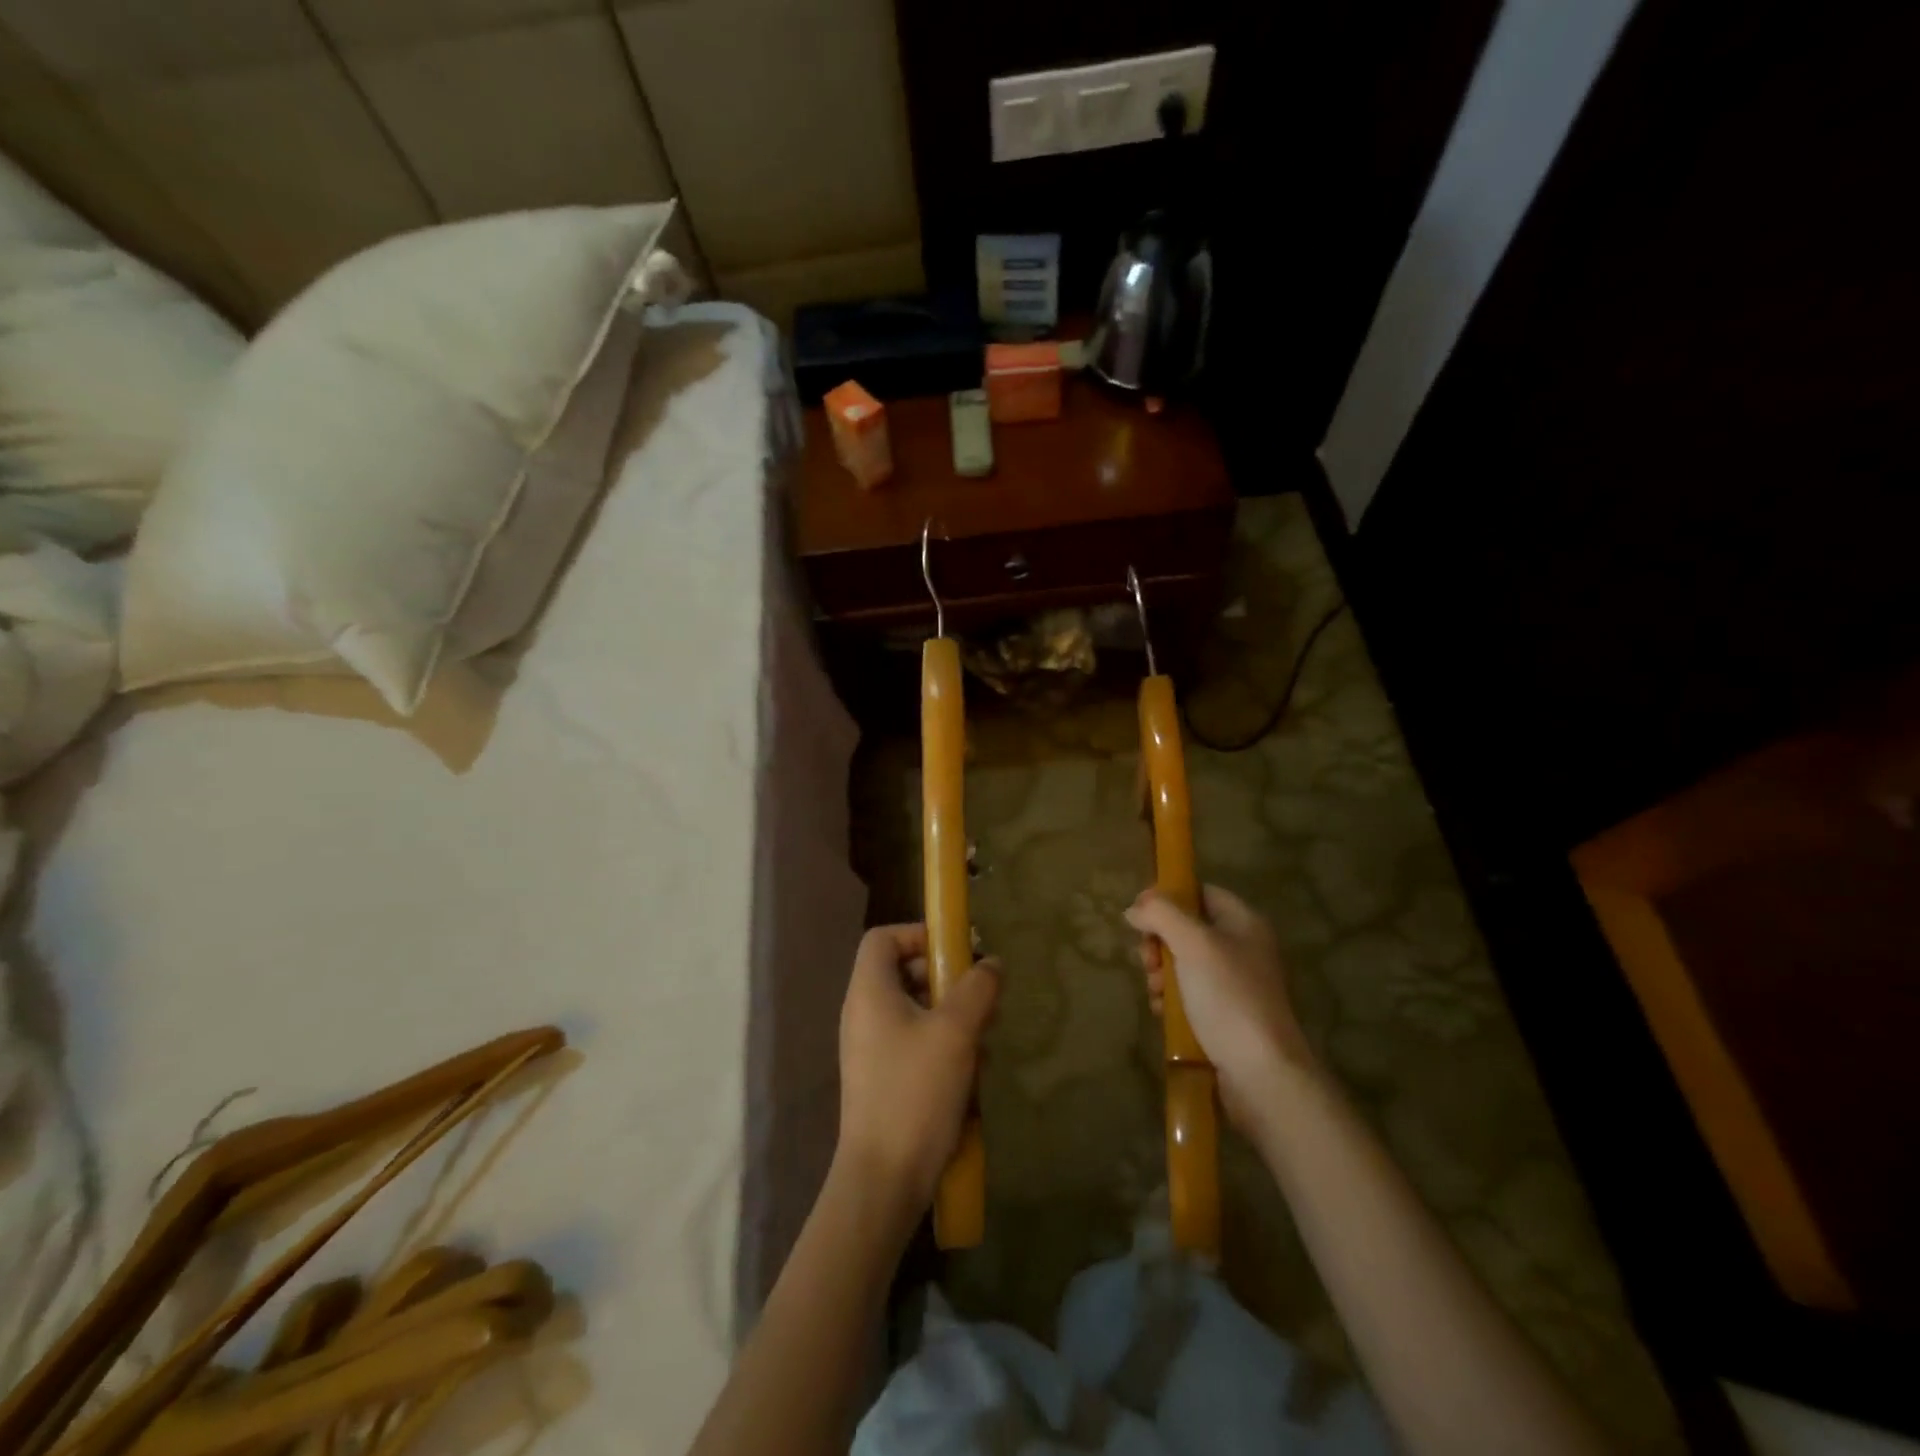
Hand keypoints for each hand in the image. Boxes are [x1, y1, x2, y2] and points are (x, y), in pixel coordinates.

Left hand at [836, 923, 1000, 1210]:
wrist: (883, 1180)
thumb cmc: (916, 1092)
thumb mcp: (956, 1032)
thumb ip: (977, 988)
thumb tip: (991, 962)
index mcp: (869, 992)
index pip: (884, 938)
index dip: (919, 934)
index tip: (957, 953)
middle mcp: (864, 1014)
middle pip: (904, 973)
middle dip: (948, 980)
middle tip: (983, 997)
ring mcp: (871, 1049)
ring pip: (916, 1011)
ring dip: (954, 1017)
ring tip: (986, 1039)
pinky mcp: (884, 1079)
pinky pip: (915, 1045)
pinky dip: (944, 1048)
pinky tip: (972, 1074)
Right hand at [1126, 885, 1318, 1132]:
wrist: (1261, 1074)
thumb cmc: (1228, 997)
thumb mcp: (1192, 944)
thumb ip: (1161, 915)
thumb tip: (1134, 908)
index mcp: (1244, 923)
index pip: (1201, 893)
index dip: (1168, 897)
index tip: (1138, 913)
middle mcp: (1242, 949)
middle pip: (1187, 929)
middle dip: (1159, 942)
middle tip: (1148, 960)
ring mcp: (1234, 985)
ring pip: (1183, 964)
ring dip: (1160, 974)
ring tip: (1156, 991)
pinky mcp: (1225, 1017)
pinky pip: (1189, 996)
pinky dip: (1171, 1001)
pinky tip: (1163, 1013)